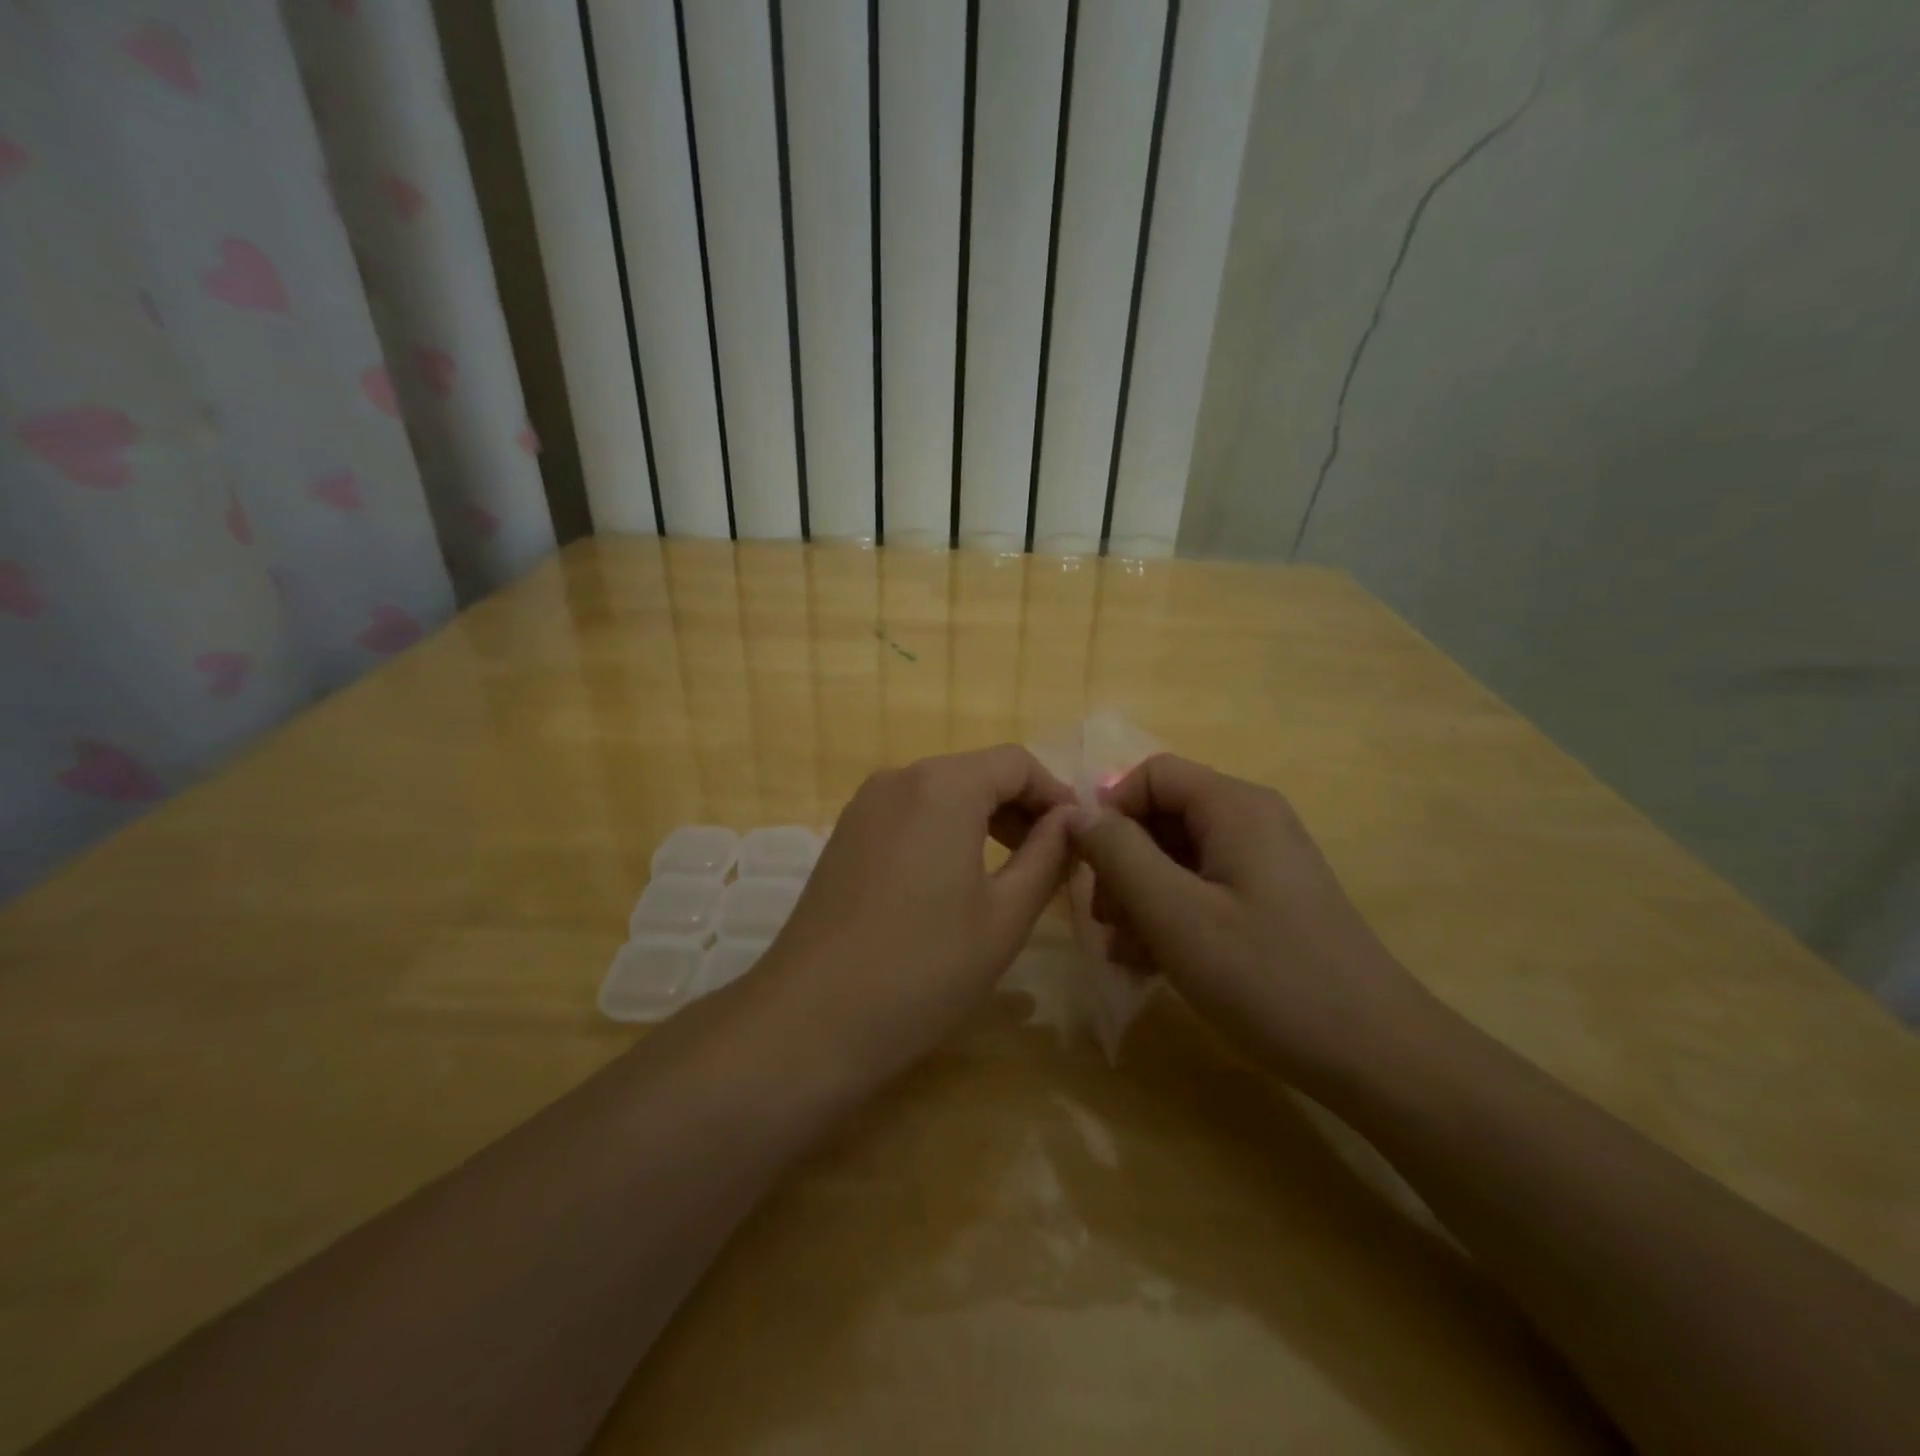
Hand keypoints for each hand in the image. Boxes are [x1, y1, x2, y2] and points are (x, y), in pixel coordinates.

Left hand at [764, 746, 1074, 1081]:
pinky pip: (909, 815)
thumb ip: (1047, 856)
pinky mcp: (844, 836)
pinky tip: (954, 882)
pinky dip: (944, 832)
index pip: (1016, 763)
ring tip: (1012, 874)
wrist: (810, 1021)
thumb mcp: (1004, 916)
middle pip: (977, 773)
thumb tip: (1072, 820)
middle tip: (1053, 861)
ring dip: (984, 821)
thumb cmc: (924, 968)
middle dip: (1021, 808)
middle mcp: (899, 778)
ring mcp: (864, 807)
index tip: (1080, 838)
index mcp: (943, 785)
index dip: (1056, 795)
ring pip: (941, 793)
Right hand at [1068, 754, 1435, 1087]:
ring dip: (1141, 899)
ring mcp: (1264, 862)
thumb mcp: (1175, 914)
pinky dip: (1171, 917)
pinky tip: (1154, 966)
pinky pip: (1203, 889)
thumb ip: (1119, 854)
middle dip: (1123, 866)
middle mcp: (1252, 821)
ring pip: (1178, 857)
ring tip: (1127, 956)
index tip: (1090, 870)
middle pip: (1163, 817)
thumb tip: (1079, 814)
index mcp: (1234, 807)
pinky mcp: (1270, 900)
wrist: (1376, 1055)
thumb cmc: (1267, 976)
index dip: (1111, 812)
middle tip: (1107, 923)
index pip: (1151, 774)